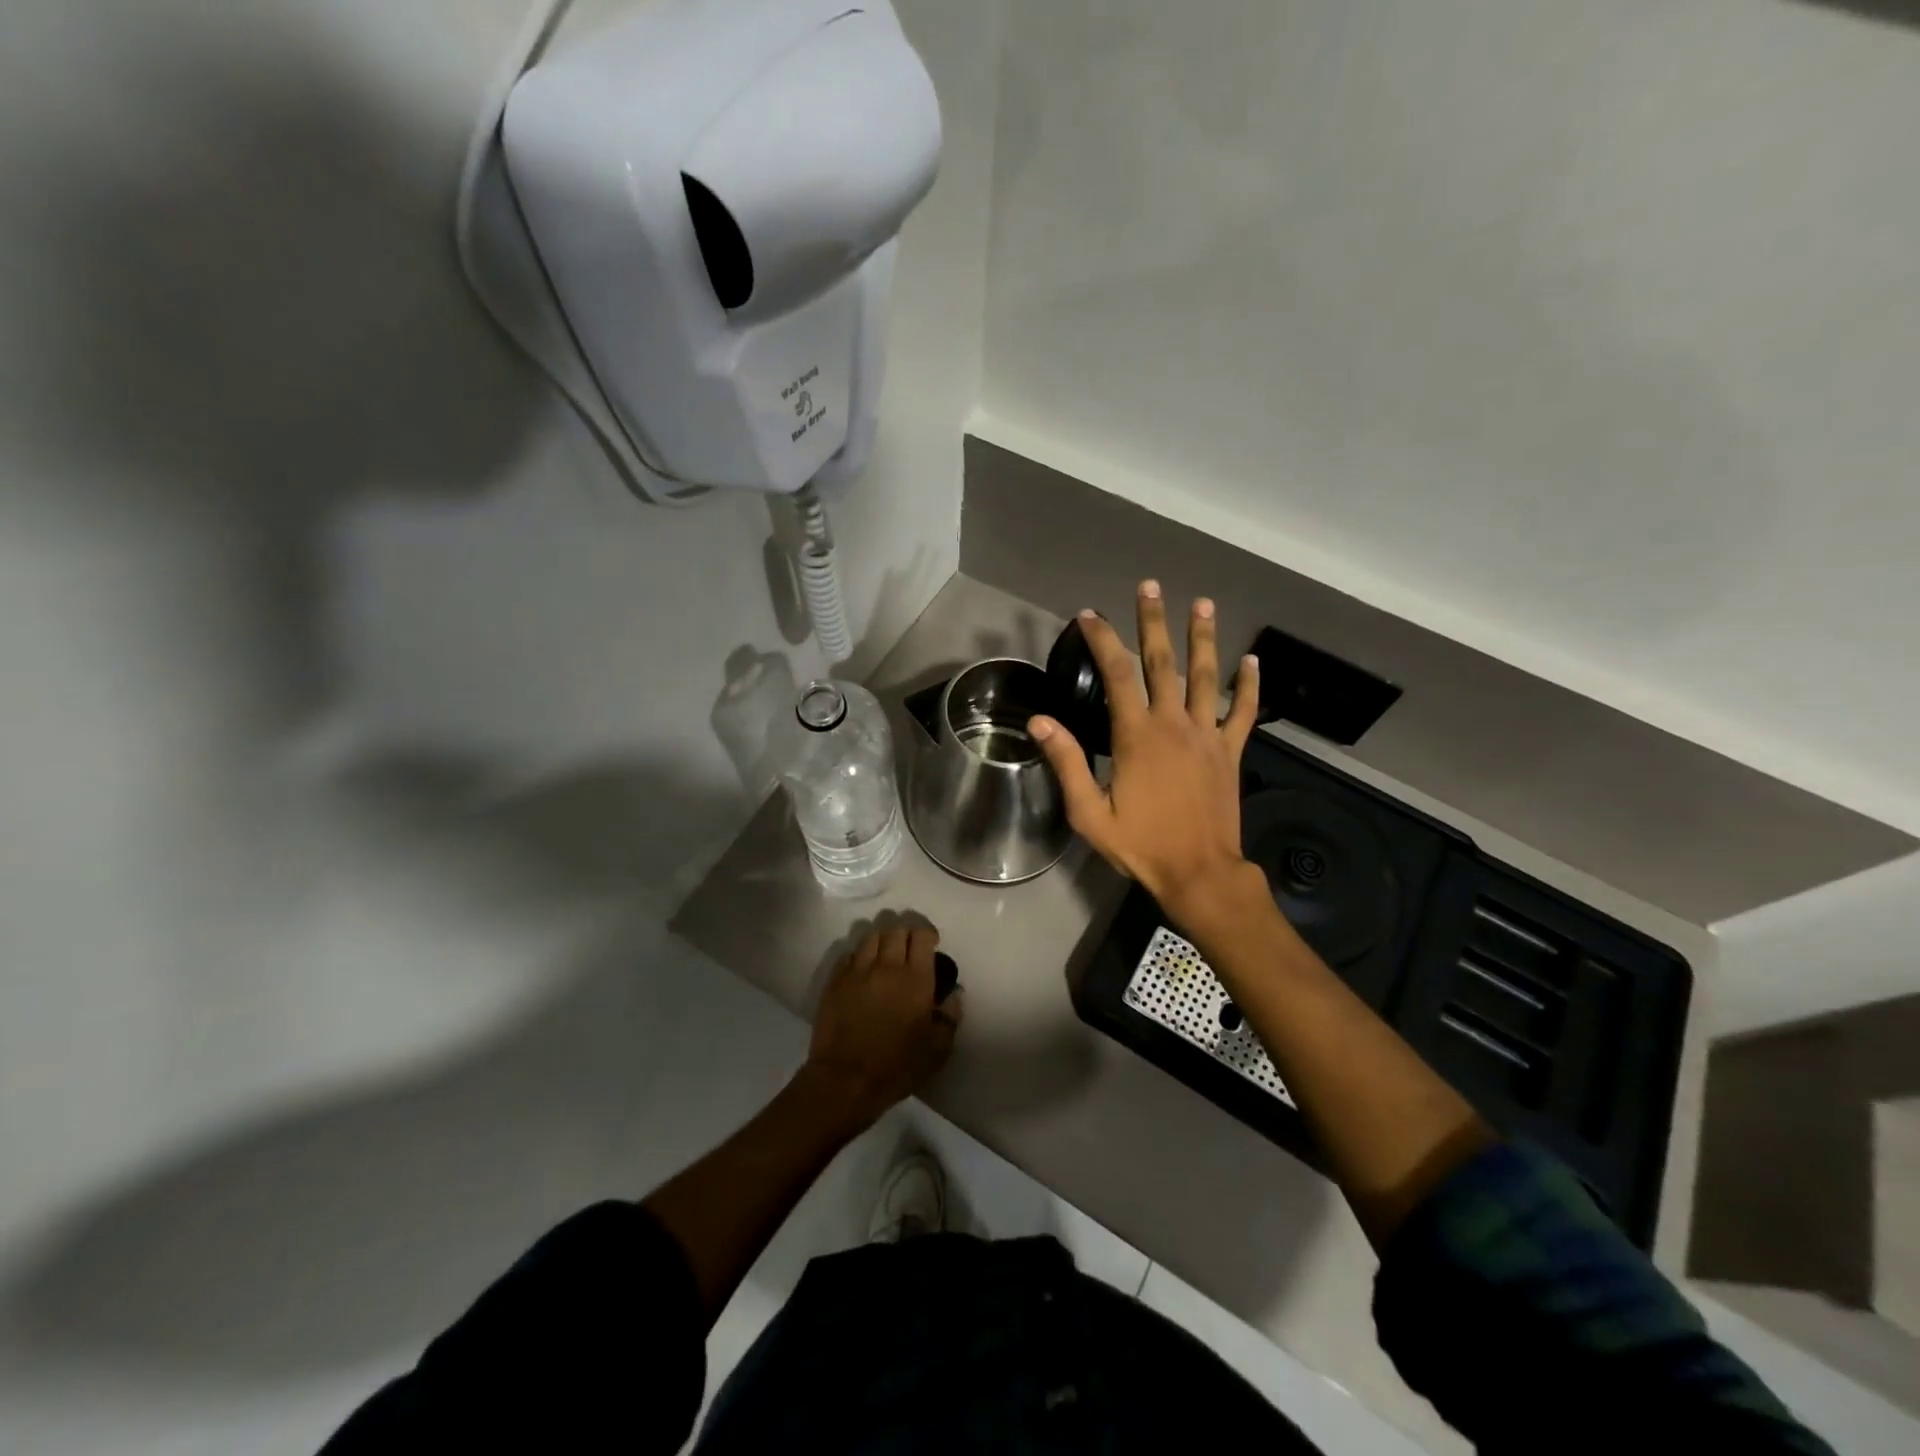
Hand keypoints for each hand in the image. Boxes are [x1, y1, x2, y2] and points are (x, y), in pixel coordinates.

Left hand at [804, 921, 962, 1127]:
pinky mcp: (835, 981)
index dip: (928, 934)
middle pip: (895, 929)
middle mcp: (886, 966)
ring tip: (885, 954)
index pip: (922, 936)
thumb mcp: (937, 1050)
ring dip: (882, 940)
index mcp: (915, 979)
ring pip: (870, 936)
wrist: (845, 1081)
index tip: (931, 944)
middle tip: (909, 948)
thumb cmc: (896, 1067)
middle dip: (905, 933)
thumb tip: (954, 993)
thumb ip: (950, 1016)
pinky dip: (859, 955)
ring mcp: (857, 971)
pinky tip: (862, 969)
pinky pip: (848, 954)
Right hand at [1030, 581, 1265, 931]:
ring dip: (1203, 638)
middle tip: (1149, 586)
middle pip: (1163, 662)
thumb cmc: (1141, 845)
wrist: (1199, 873)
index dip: (1103, 641)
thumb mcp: (1090, 812)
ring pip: (1206, 676)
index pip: (1118, 675)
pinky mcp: (1230, 752)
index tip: (1089, 616)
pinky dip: (1249, 686)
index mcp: (1137, 736)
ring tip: (1203, 604)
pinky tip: (1252, 661)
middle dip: (1153, 622)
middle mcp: (1173, 724)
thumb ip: (1068, 762)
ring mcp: (1207, 735)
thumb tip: (1041, 720)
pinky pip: (1243, 712)